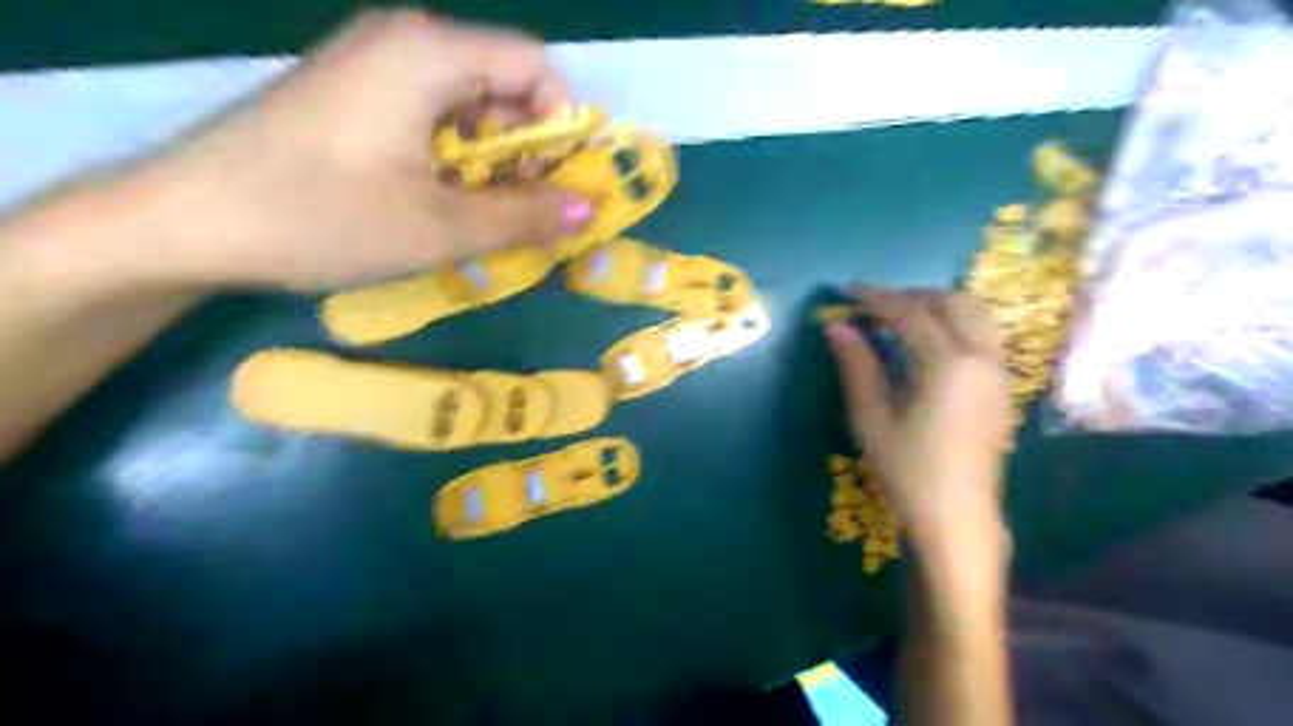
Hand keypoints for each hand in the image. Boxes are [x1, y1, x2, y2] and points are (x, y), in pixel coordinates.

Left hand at [110, 9, 595, 289]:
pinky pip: (429, 117)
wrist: (184, 222)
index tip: (562, 183)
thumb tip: (590, 209)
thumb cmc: (322, 216)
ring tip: (480, 216)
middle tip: (524, 211)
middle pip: (502, 84)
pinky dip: (453, 160)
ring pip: (468, 106)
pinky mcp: (351, 96)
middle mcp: (404, 43)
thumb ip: (524, 215)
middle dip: (528, 150)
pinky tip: (438, 202)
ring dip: (491, 162)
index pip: (535, 65)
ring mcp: (371, 67)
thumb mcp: (440, 226)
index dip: (563, 123)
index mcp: (429, 53)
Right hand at [827, 286, 1009, 559]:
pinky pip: (982, 332)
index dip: (875, 298)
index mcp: (948, 366)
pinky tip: (926, 339)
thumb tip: (836, 327)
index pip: (910, 314)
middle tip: (870, 303)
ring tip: (897, 315)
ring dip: (934, 304)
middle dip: (907, 295)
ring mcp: (999, 370)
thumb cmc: (908, 471)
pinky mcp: (1002, 384)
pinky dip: (952, 320)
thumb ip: (857, 366)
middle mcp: (982, 358)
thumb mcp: (871, 419)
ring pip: (973, 312)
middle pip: (949, 302)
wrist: (958, 516)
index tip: (845, 291)